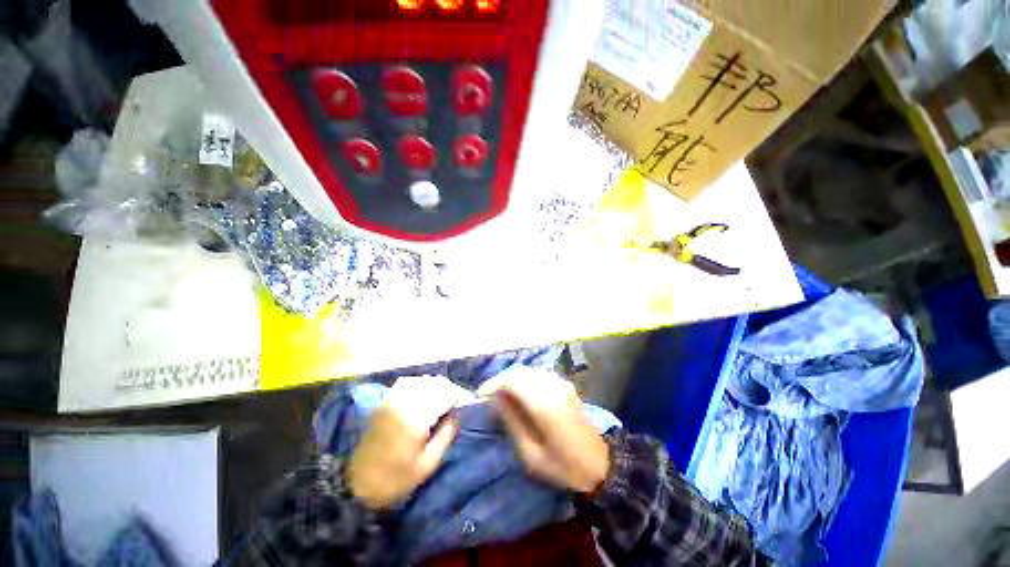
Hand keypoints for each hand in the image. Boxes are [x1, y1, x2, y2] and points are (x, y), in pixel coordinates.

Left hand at [347, 376, 469, 509]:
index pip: (445, 395)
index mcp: (416, 418)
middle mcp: (404, 403)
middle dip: (448, 390)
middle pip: (434, 383)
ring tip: (441, 399)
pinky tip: (422, 395)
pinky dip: (419, 384)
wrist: (358, 484)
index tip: (464, 404)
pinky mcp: (384, 402)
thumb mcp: (428, 464)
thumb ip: (446, 434)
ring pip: (421, 380)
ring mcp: (392, 400)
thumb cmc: (396, 479)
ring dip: (434, 386)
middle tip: (454, 403)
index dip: (458, 396)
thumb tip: (458, 413)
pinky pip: (406, 382)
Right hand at [479, 368, 610, 493]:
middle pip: (520, 372)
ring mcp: (561, 383)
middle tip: (490, 395)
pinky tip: (521, 393)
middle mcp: (553, 387)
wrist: (599, 465)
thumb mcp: (531, 454)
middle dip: (502, 380)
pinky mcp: (566, 385)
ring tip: (503, 394)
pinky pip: (540, 374)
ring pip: (530, 371)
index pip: (513, 381)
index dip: (494, 383)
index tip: (482, 394)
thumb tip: (497, 399)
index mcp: (544, 404)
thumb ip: (512, 421)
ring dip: (514, 378)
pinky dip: (526, 379)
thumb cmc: (563, 465)